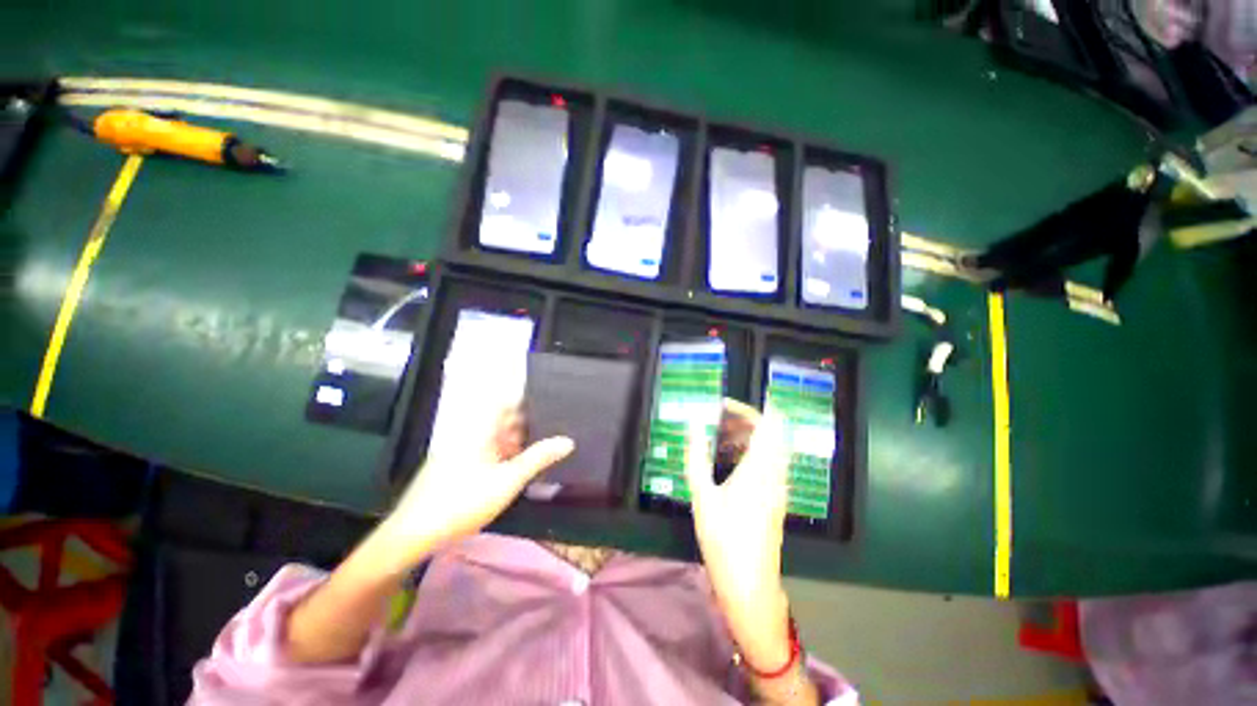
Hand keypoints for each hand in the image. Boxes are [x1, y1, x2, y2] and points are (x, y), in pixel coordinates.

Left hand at [383, 403, 573, 562]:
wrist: (413, 534)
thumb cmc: (463, 502)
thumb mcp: (508, 480)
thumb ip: (538, 458)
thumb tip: (568, 441)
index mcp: (481, 429)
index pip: (508, 401)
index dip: (529, 397)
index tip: (553, 398)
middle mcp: (472, 433)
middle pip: (505, 419)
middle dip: (530, 420)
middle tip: (558, 423)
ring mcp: (464, 449)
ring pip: (498, 436)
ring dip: (520, 439)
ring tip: (547, 441)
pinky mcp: (460, 465)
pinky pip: (489, 450)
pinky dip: (507, 453)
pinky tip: (521, 464)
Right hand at [686, 400, 792, 669]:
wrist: (751, 585)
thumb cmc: (724, 539)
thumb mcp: (702, 495)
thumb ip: (697, 456)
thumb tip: (693, 424)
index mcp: (760, 468)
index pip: (767, 423)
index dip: (747, 409)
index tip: (722, 405)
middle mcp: (775, 473)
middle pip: (770, 432)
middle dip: (744, 420)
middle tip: (716, 420)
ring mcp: (779, 486)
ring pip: (770, 447)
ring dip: (746, 436)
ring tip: (717, 438)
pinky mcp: (776, 498)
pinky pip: (768, 462)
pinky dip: (750, 452)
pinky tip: (727, 462)